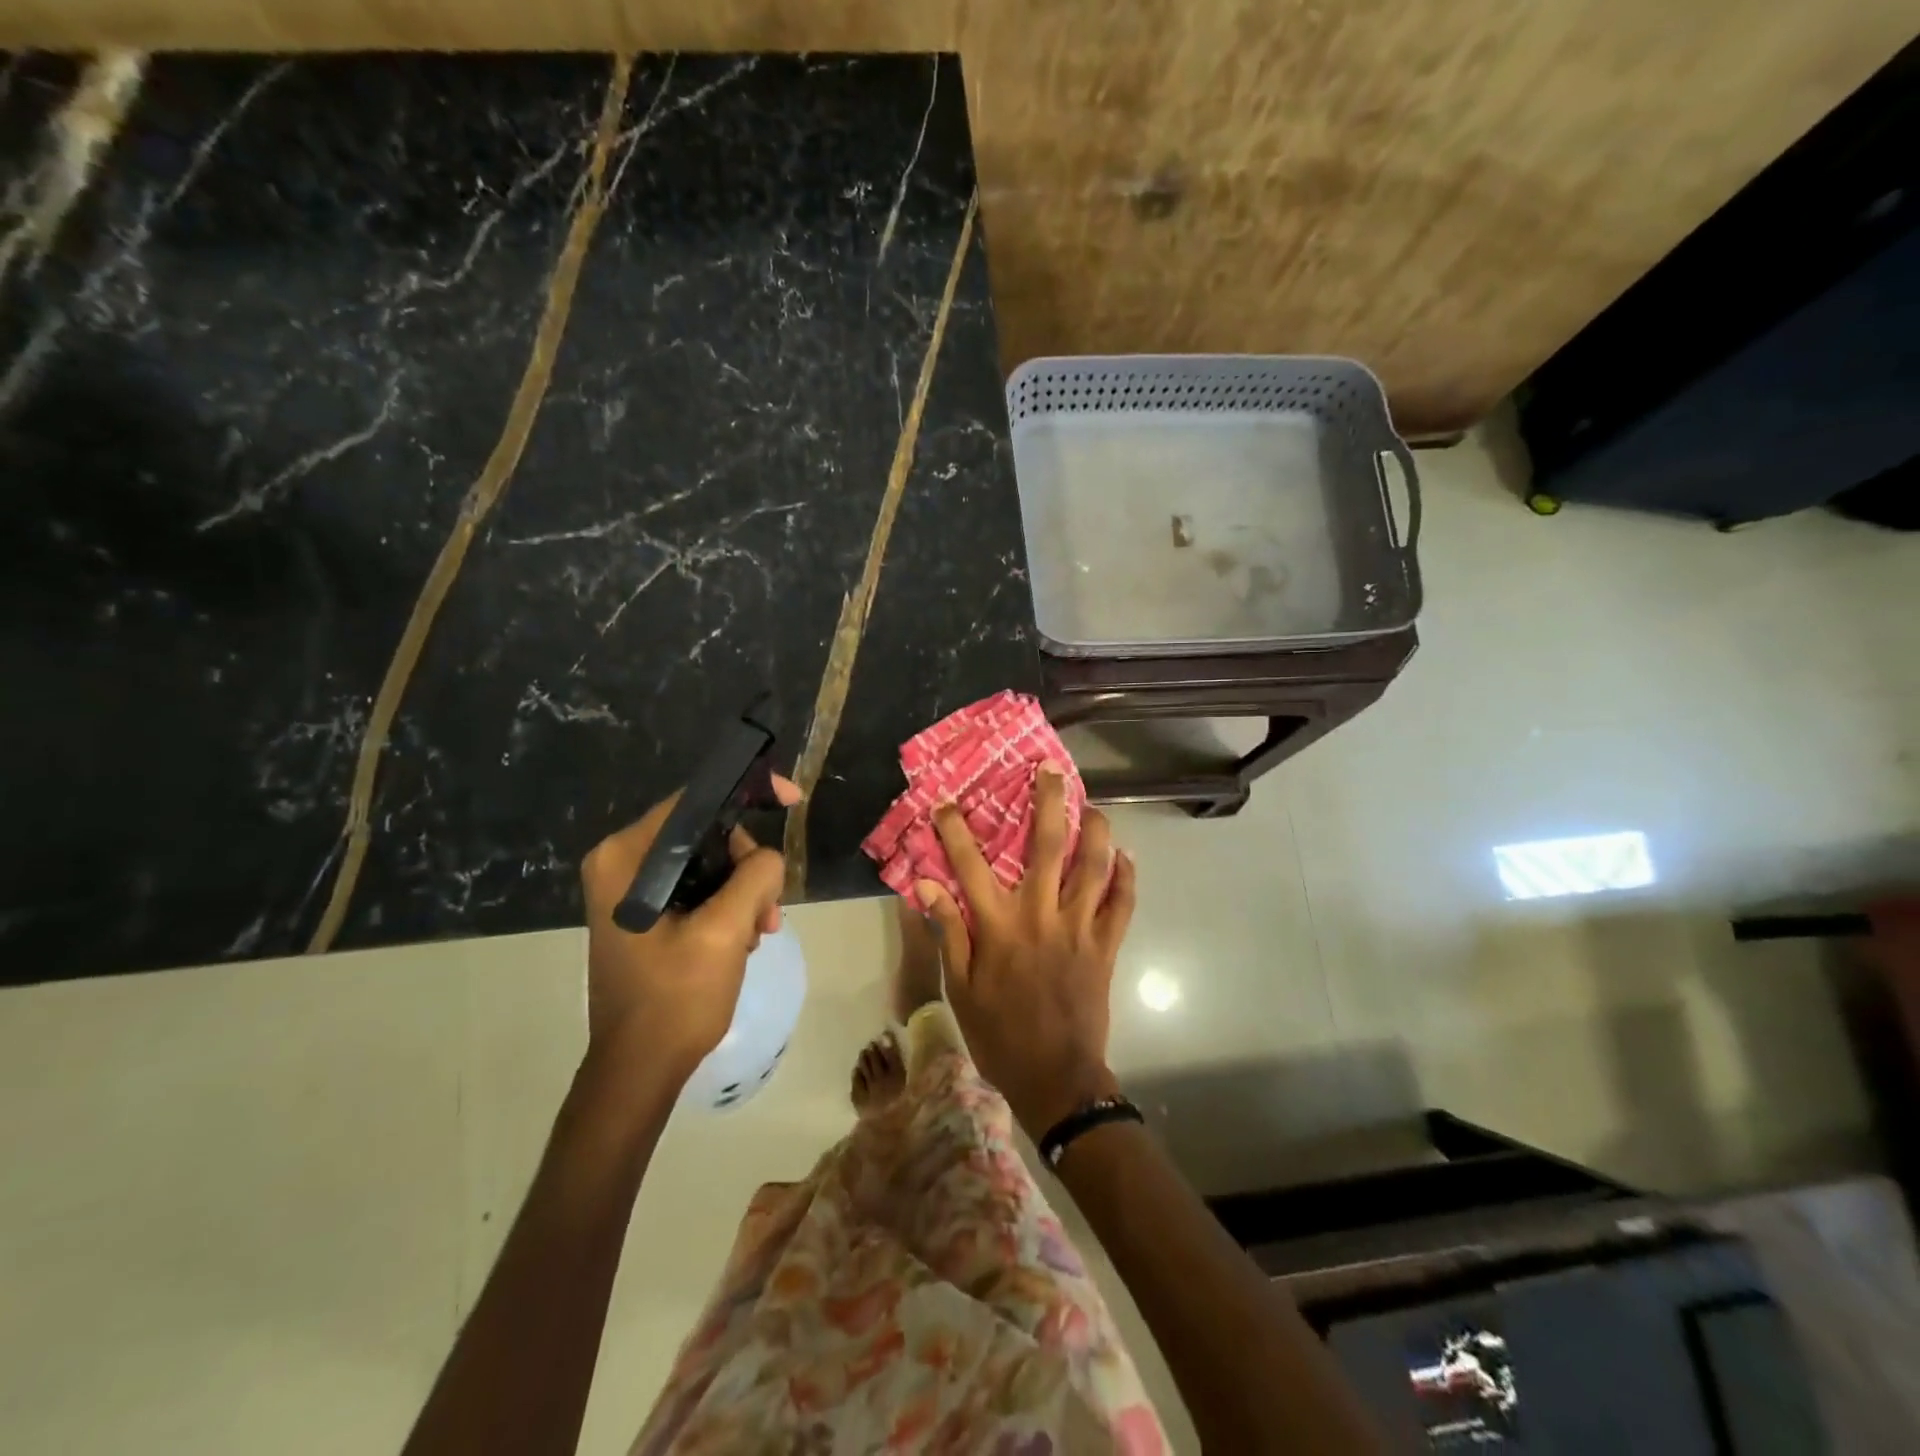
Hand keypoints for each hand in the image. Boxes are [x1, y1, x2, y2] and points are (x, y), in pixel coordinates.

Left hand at [578, 775, 801, 1079]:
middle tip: (769, 910)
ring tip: (760, 933)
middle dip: (748, 865)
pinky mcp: (645, 913)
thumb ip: (754, 877)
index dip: (747, 793)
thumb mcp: (724, 932)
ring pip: (709, 862)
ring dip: (744, 891)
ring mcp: (631, 890)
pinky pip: (699, 887)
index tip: (792, 801)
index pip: (694, 801)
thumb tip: (770, 859)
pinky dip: (729, 906)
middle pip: (706, 833)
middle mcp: (621, 863)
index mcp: (626, 857)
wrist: (640, 1070)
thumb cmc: (675, 1000)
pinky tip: (743, 941)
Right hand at [915, 765, 1135, 1137]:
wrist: (1056, 1078)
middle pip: (1047, 846)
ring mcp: (1080, 928)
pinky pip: (1123, 904)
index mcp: (1000, 926)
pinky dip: (1127, 877)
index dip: (957, 830)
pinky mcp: (1106, 945)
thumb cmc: (999, 1033)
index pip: (972, 865)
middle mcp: (1041, 915)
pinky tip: (1126, 856)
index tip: (948, 802)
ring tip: (1094, 805)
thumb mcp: (960, 988)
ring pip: (1094, 866)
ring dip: (1096, 831)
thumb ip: (949, 932)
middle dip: (1049, 803)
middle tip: (1050, 770)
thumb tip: (927, 886)